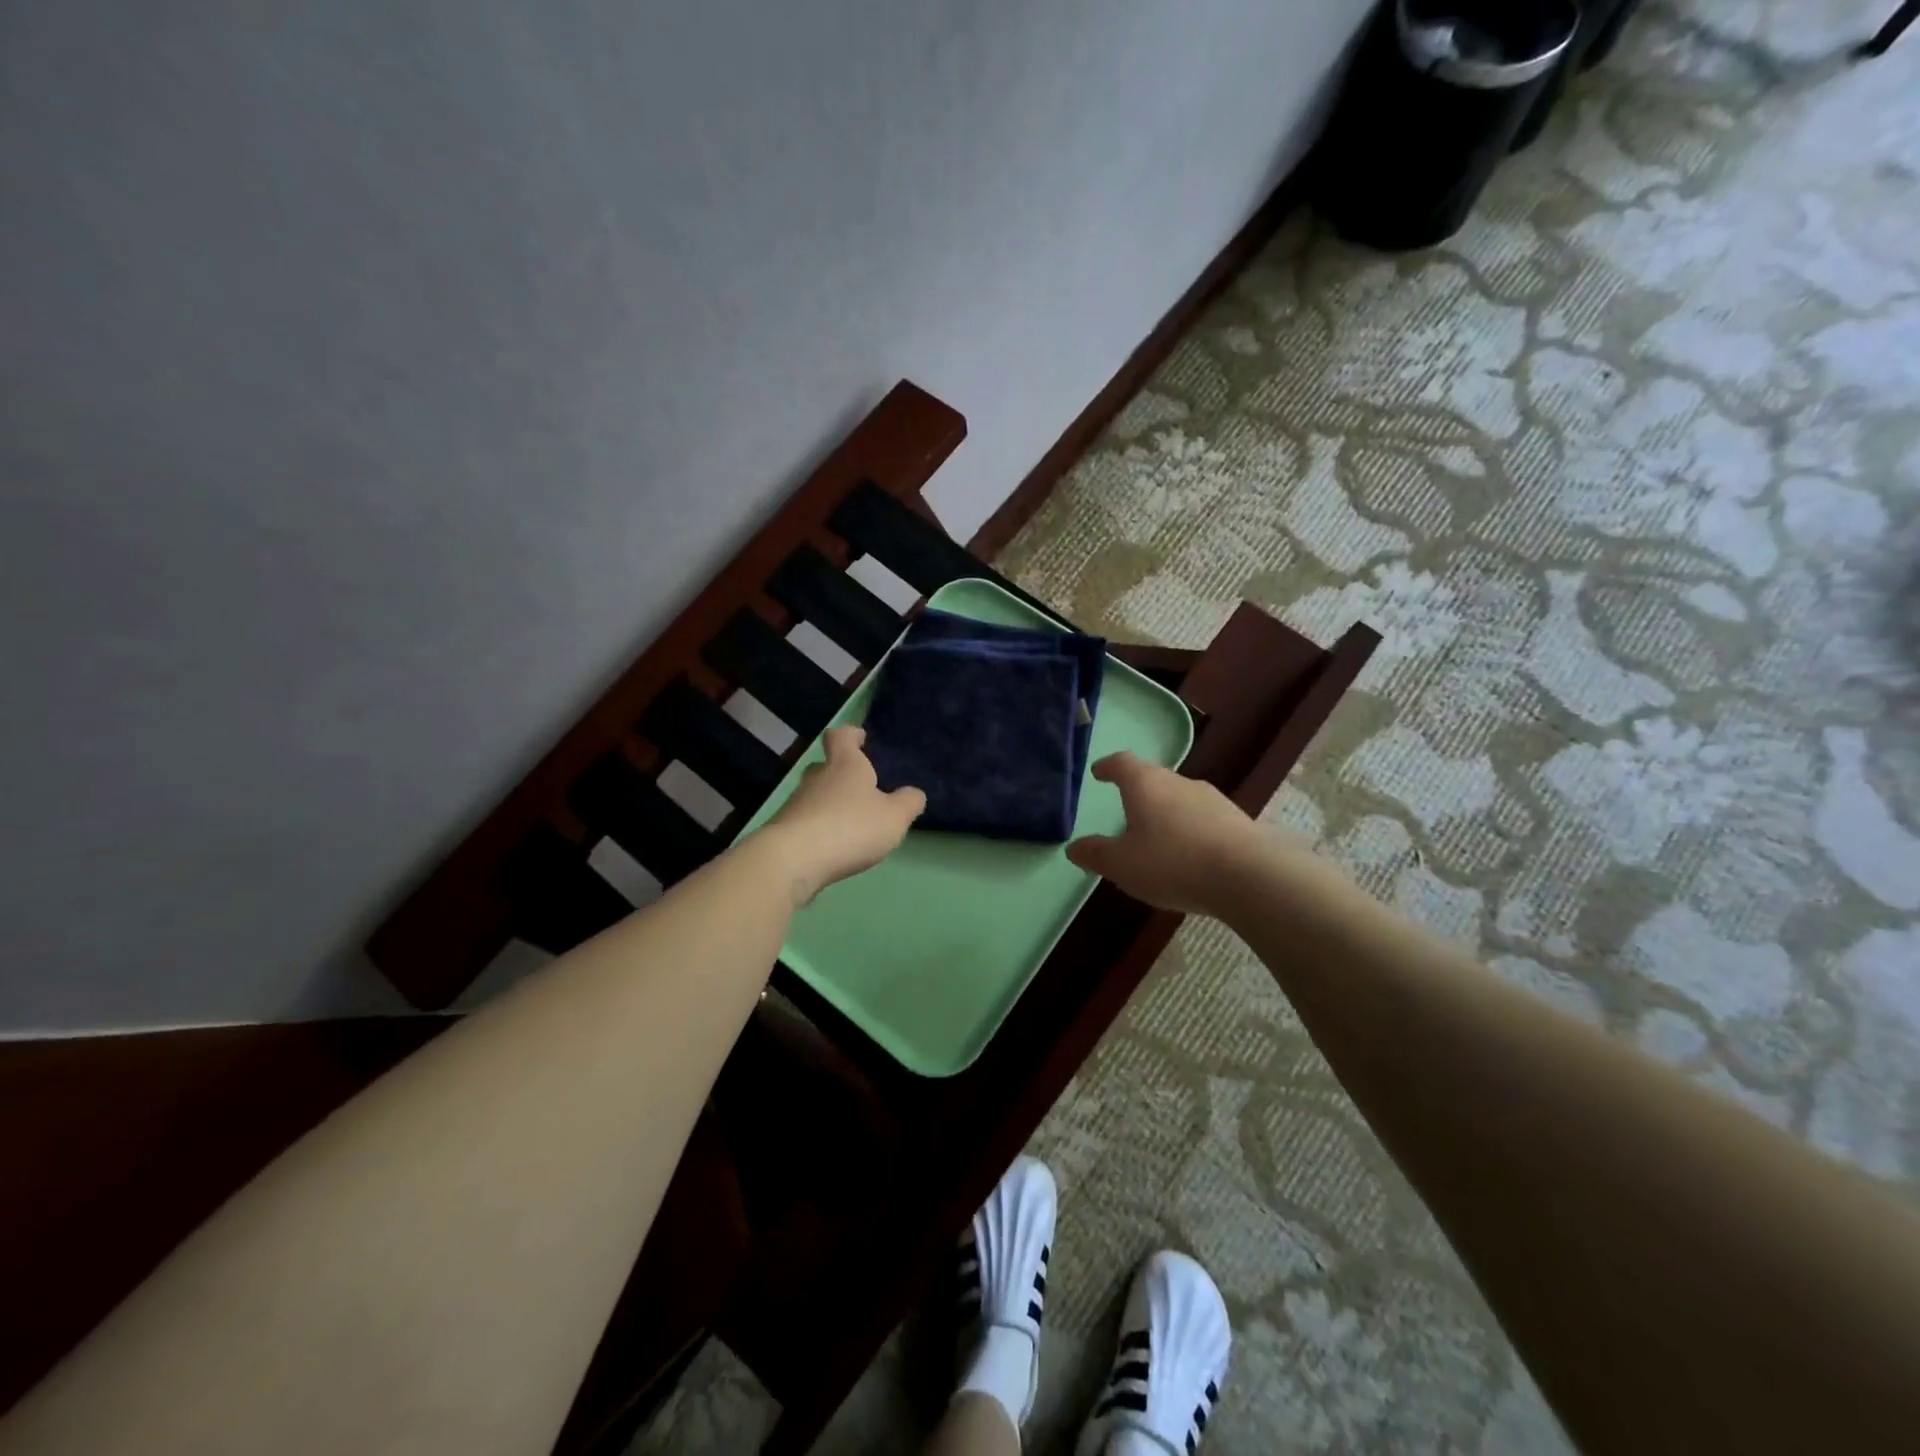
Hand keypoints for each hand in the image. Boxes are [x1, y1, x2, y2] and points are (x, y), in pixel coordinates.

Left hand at [760, 726, 924, 902]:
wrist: (793, 859)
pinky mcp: (784, 830)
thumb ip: (908, 803)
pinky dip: (819, 829)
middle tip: (859, 788)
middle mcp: (817, 778)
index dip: (850, 735)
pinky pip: (806, 822)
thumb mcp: (894, 817)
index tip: (860, 738)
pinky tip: (832, 847)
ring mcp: (796, 803)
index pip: (841, 736)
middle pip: (825, 766)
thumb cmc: (850, 827)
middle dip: (840, 774)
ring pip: (815, 796)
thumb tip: (913, 794)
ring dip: (830, 805)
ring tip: (850, 824)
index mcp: (844, 764)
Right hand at [1065, 751, 1267, 915]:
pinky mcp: (1237, 821)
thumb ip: (1096, 854)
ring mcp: (1212, 800)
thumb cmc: (1172, 862)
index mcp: (1146, 784)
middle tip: (1126, 812)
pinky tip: (1190, 856)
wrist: (1248, 876)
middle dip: (1138, 794)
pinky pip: (1203, 820)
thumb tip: (1074, 847)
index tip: (1099, 772)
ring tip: (1158, 839)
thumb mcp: (1121, 865)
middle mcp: (1179, 782)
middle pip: (1153, 779)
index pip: (1122, 762)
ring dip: (1166, 814)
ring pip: (1180, 799)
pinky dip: (1190, 831)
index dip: (1108, 766)